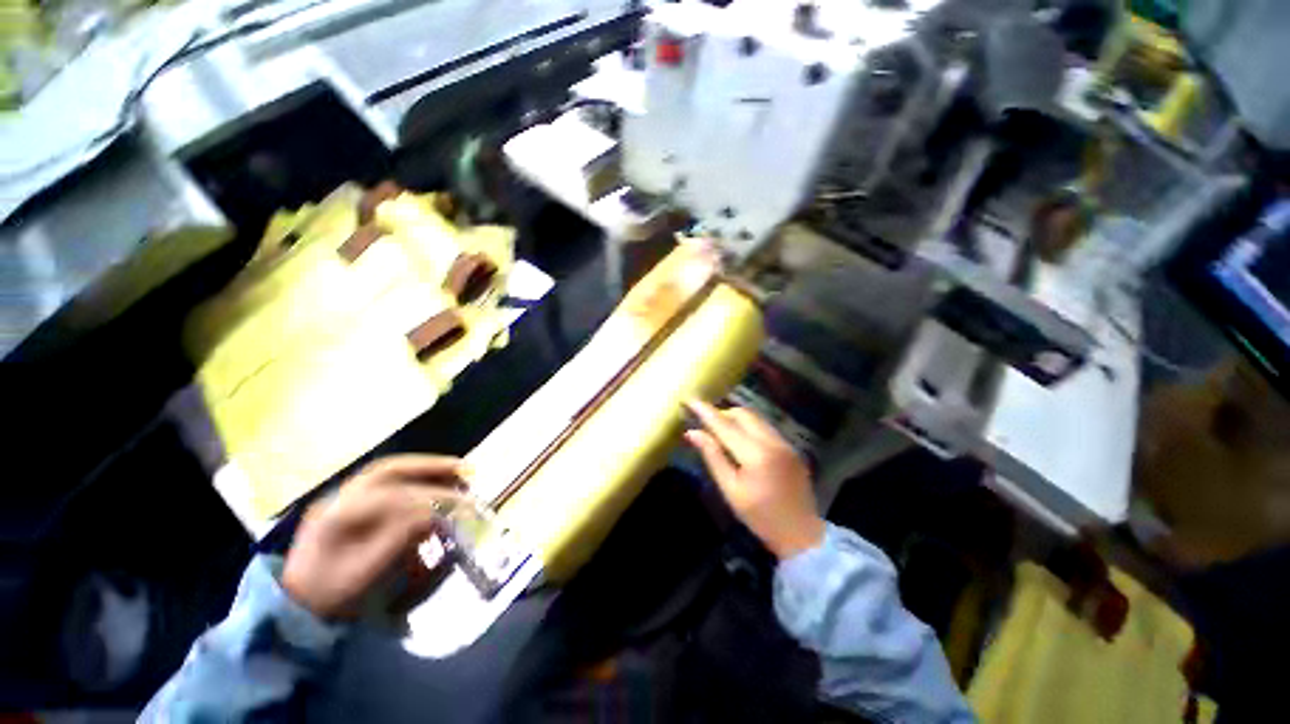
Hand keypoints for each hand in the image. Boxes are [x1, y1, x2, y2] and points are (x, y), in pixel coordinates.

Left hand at [282, 455, 467, 619]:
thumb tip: (435, 514)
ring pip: (390, 472)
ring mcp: (341, 499)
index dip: (434, 498)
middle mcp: (339, 497)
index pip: (396, 497)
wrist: (296, 609)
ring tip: (457, 473)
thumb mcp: (365, 576)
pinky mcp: (348, 505)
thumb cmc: (331, 598)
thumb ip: (399, 541)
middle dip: (432, 466)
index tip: (465, 505)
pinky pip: (386, 482)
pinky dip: (415, 478)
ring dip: (426, 470)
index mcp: (337, 516)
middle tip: (466, 469)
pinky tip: (434, 485)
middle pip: (391, 470)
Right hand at [683, 400, 824, 559]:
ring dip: (736, 418)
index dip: (705, 411)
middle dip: (722, 413)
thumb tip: (692, 432)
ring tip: (720, 429)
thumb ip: (712, 456)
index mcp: (756, 454)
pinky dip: (749, 427)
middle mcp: (773, 441)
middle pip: (743, 414)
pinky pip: (766, 427)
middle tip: (705, 421)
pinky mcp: (791, 448)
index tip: (689, 399)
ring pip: (756, 418)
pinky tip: (741, 440)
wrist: (801, 535)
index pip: (724, 425)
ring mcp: (785, 443)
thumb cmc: (760, 517)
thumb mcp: (730, 489)